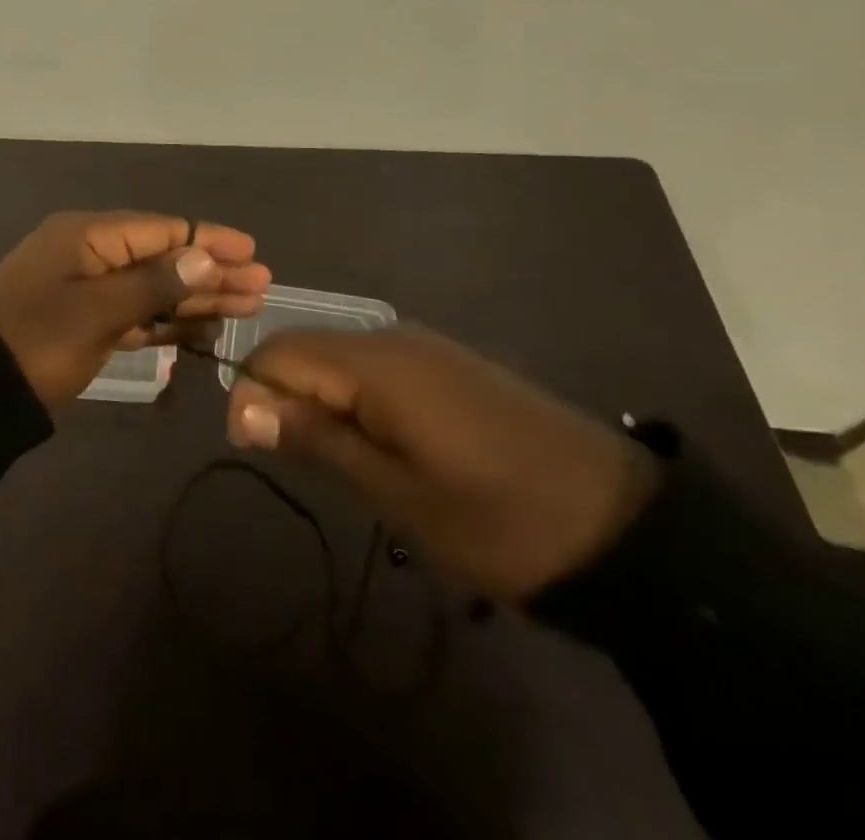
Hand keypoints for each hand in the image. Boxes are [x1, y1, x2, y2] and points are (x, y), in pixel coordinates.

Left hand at [0, 212, 270, 409]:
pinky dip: (166, 321)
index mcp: (88, 235)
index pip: (162, 230)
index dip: (209, 241)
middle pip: (163, 258)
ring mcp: (87, 289)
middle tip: (261, 288)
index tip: (253, 253)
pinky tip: (203, 331)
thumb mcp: (97, 311)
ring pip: (153, 288)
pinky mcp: (85, 322)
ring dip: (196, 298)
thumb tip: (204, 256)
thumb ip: (154, 283)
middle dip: (211, 272)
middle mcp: (91, 253)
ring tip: (245, 308)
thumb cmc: (37, 341)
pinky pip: (135, 313)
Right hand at [226, 328, 660, 600]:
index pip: (278, 352)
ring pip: (341, 360)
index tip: (257, 448)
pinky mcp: (451, 365)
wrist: (622, 526)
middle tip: (301, 464)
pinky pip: (378, 369)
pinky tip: (382, 445)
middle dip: (285, 397)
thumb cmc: (496, 518)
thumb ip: (315, 438)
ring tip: (342, 464)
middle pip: (307, 350)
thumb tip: (242, 405)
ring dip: (322, 402)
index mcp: (374, 363)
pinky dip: (358, 400)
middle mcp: (394, 338)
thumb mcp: (395, 491)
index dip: (251, 392)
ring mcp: (427, 348)